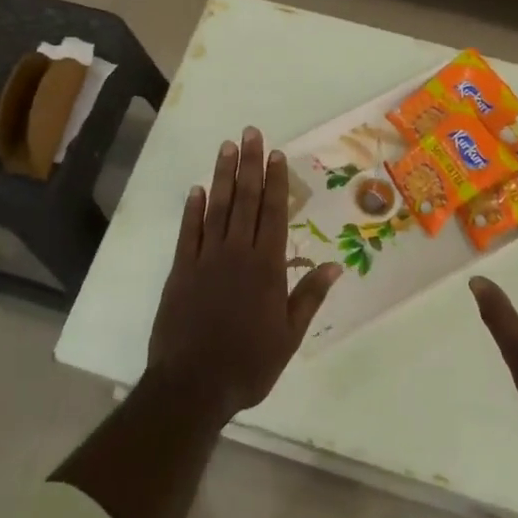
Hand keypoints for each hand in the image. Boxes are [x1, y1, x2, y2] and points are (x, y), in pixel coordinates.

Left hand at [146, 127, 343, 421]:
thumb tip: (335, 265)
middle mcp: (237, 253)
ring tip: (226, 147)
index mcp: (266, 267)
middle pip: (245, 200)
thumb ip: (309, 296)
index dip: (275, 181)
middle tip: (250, 133)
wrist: (193, 385)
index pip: (273, 213)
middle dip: (249, 165)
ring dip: (222, 176)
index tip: (276, 154)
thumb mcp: (289, 335)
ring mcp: (206, 259)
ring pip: (217, 208)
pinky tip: (197, 189)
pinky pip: (188, 232)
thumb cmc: (248, 363)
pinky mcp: (181, 271)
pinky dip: (193, 209)